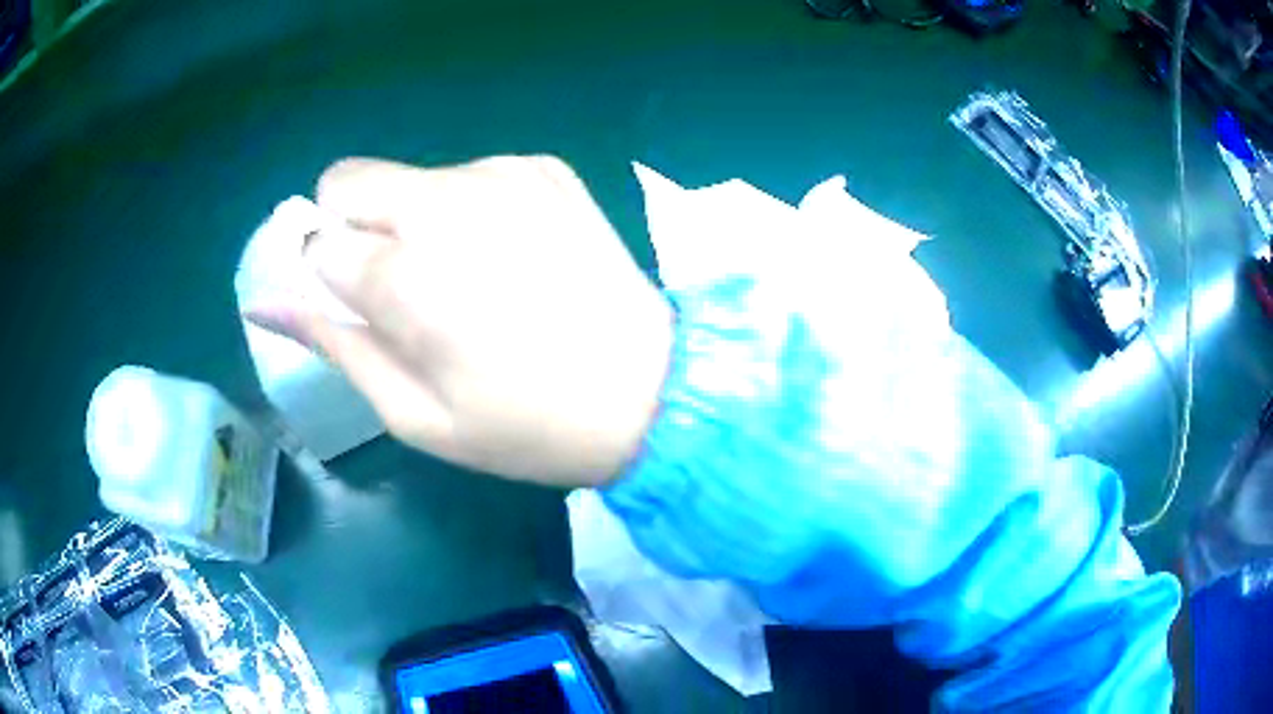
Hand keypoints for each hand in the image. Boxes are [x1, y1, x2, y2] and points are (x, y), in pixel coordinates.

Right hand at [246, 156, 673, 487]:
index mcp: (403, 272)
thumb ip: (333, 344)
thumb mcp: (413, 412)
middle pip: (348, 179)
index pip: (315, 239)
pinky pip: (468, 174)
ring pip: (407, 178)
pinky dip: (466, 209)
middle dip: (353, 228)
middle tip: (400, 287)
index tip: (361, 309)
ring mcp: (502, 174)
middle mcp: (446, 200)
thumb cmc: (524, 425)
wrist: (651, 392)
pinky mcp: (543, 168)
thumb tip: (264, 300)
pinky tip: (509, 256)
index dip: (326, 275)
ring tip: (468, 280)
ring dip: (411, 220)